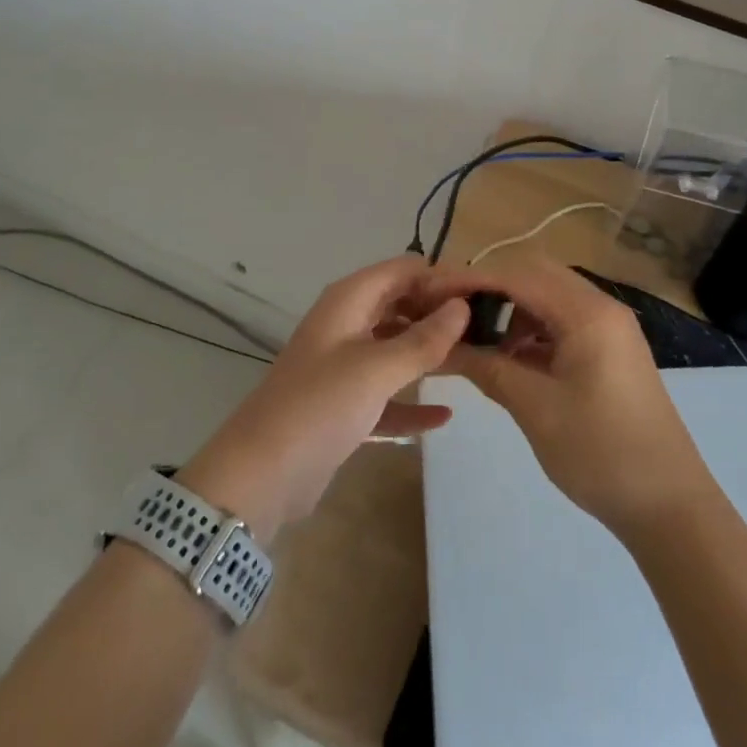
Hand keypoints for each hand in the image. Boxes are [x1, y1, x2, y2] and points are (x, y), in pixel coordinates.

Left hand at [180, 257, 466, 543]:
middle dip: (439, 314)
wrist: (260, 476)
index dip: (442, 278)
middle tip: (486, 331)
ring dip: (429, 354)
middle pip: (401, 304)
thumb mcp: (377, 369)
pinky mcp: (344, 404)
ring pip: (396, 347)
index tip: (483, 297)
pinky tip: (444, 416)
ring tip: (475, 363)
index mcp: (350, 300)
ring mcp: (344, 364)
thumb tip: (462, 306)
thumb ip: (423, 339)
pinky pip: (387, 393)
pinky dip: (412, 401)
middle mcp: (347, 323)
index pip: (404, 270)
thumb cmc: (321, 406)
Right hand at [415, 262, 718, 537]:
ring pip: (548, 297)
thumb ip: (486, 367)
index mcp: (587, 313)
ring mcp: (609, 328)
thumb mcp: (535, 408)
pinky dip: (530, 330)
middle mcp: (601, 307)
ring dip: (510, 308)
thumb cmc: (601, 453)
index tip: (429, 292)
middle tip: (448, 309)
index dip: (470, 279)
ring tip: (477, 339)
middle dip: (488, 287)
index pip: (517, 275)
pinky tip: (510, 358)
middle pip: (534, 275)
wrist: (670, 507)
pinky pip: (561, 322)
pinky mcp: (609, 350)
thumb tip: (440, 346)